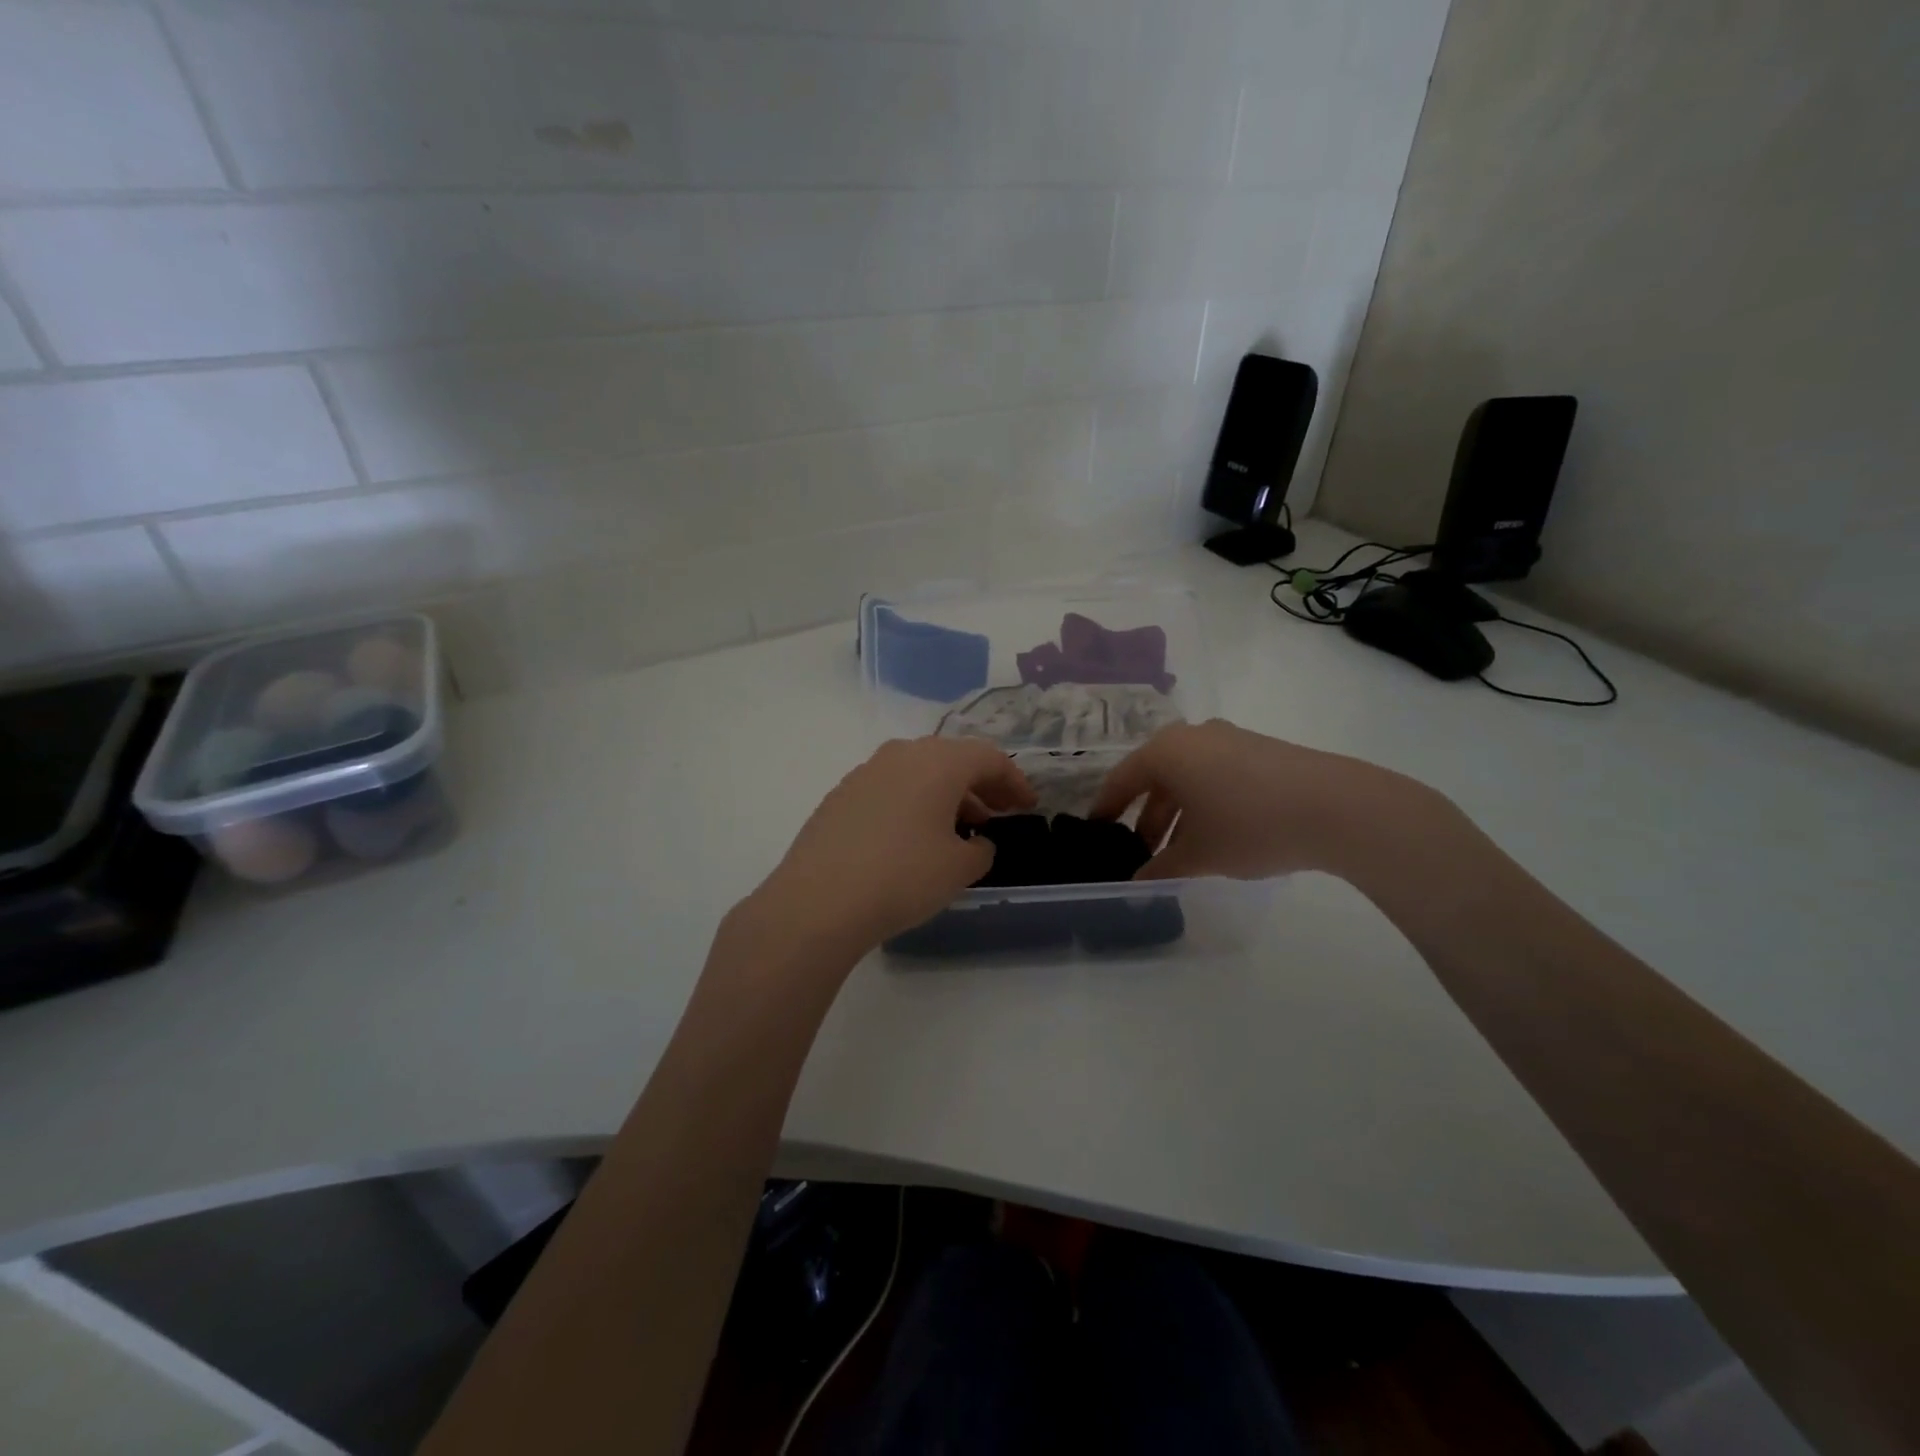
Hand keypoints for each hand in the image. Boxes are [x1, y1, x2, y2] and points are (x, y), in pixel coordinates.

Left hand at [743, 737, 1035, 959]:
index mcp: (938, 762)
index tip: (1028, 806)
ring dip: (946, 795)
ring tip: (959, 830)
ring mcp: (865, 772)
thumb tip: (978, 842)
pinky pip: (891, 789)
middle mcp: (901, 755)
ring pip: (919, 773)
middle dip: (980, 785)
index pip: (988, 758)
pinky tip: (914, 838)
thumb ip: (981, 850)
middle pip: (952, 759)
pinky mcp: (840, 796)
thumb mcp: (959, 868)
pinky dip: (913, 803)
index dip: (1014, 781)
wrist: (817, 901)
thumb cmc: (902, 877)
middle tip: (998, 814)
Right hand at [1089, 720, 1429, 880]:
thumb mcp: (1199, 854)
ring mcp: (1230, 739)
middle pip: (1156, 778)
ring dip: (1178, 814)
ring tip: (1180, 853)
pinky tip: (1217, 835)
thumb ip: (1161, 868)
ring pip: (1188, 778)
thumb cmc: (1249, 825)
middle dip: (1147, 817)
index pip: (1121, 780)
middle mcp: (1192, 736)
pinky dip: (1205, 803)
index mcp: (1166, 751)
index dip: (1106, 810)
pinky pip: (1216, 775)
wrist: (1337, 806)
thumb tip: (1138, 882)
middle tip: (1141, 852)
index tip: (1097, 834)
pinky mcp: (1260, 750)